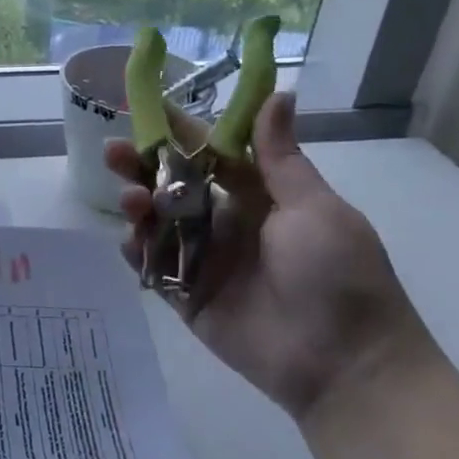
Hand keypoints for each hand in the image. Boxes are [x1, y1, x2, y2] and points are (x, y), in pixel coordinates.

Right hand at [105, 92, 424, 420]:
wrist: (345, 365)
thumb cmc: (337, 275)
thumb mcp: (314, 208)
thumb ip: (279, 157)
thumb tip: (278, 93)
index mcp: (259, 197)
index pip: (210, 153)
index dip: (179, 130)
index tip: (145, 106)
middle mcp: (227, 223)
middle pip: (174, 186)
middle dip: (142, 166)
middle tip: (113, 152)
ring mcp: (205, 261)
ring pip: (158, 224)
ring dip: (137, 206)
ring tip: (130, 200)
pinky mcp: (189, 298)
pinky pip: (154, 268)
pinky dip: (137, 252)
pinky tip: (128, 240)